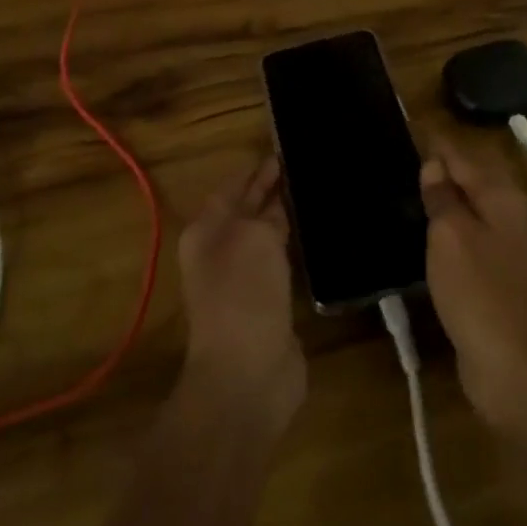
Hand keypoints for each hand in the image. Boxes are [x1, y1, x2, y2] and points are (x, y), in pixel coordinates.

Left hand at [177, 155, 304, 432]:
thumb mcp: (256, 238)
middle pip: (249, 211)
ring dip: (286, 219)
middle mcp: (222, 251)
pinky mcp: (269, 305)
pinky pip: (284, 265)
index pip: (233, 187)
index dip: (256, 169)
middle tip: (306, 167)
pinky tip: (319, 237)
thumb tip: (278, 202)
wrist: (247, 375)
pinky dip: (297, 249)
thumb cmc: (244, 295)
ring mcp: (245, 280)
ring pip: (268, 238)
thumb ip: (268, 213)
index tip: (285, 149)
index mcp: (207, 230)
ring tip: (316, 195)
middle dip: (272, 190)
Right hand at [421, 137, 526, 431]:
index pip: (463, 157)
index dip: (436, 144)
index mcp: (501, 197)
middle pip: (469, 180)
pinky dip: (445, 227)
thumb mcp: (451, 234)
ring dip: (441, 199)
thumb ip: (442, 196)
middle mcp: (507, 214)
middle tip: (399, 159)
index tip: (406, 128)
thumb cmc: (478, 289)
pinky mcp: (492, 274)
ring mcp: (502, 246)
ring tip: (404, 189)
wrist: (510, 364)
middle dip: (439, 169)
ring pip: (467, 209)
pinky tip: (422, 232)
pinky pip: (465, 236)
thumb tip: (434, 164)